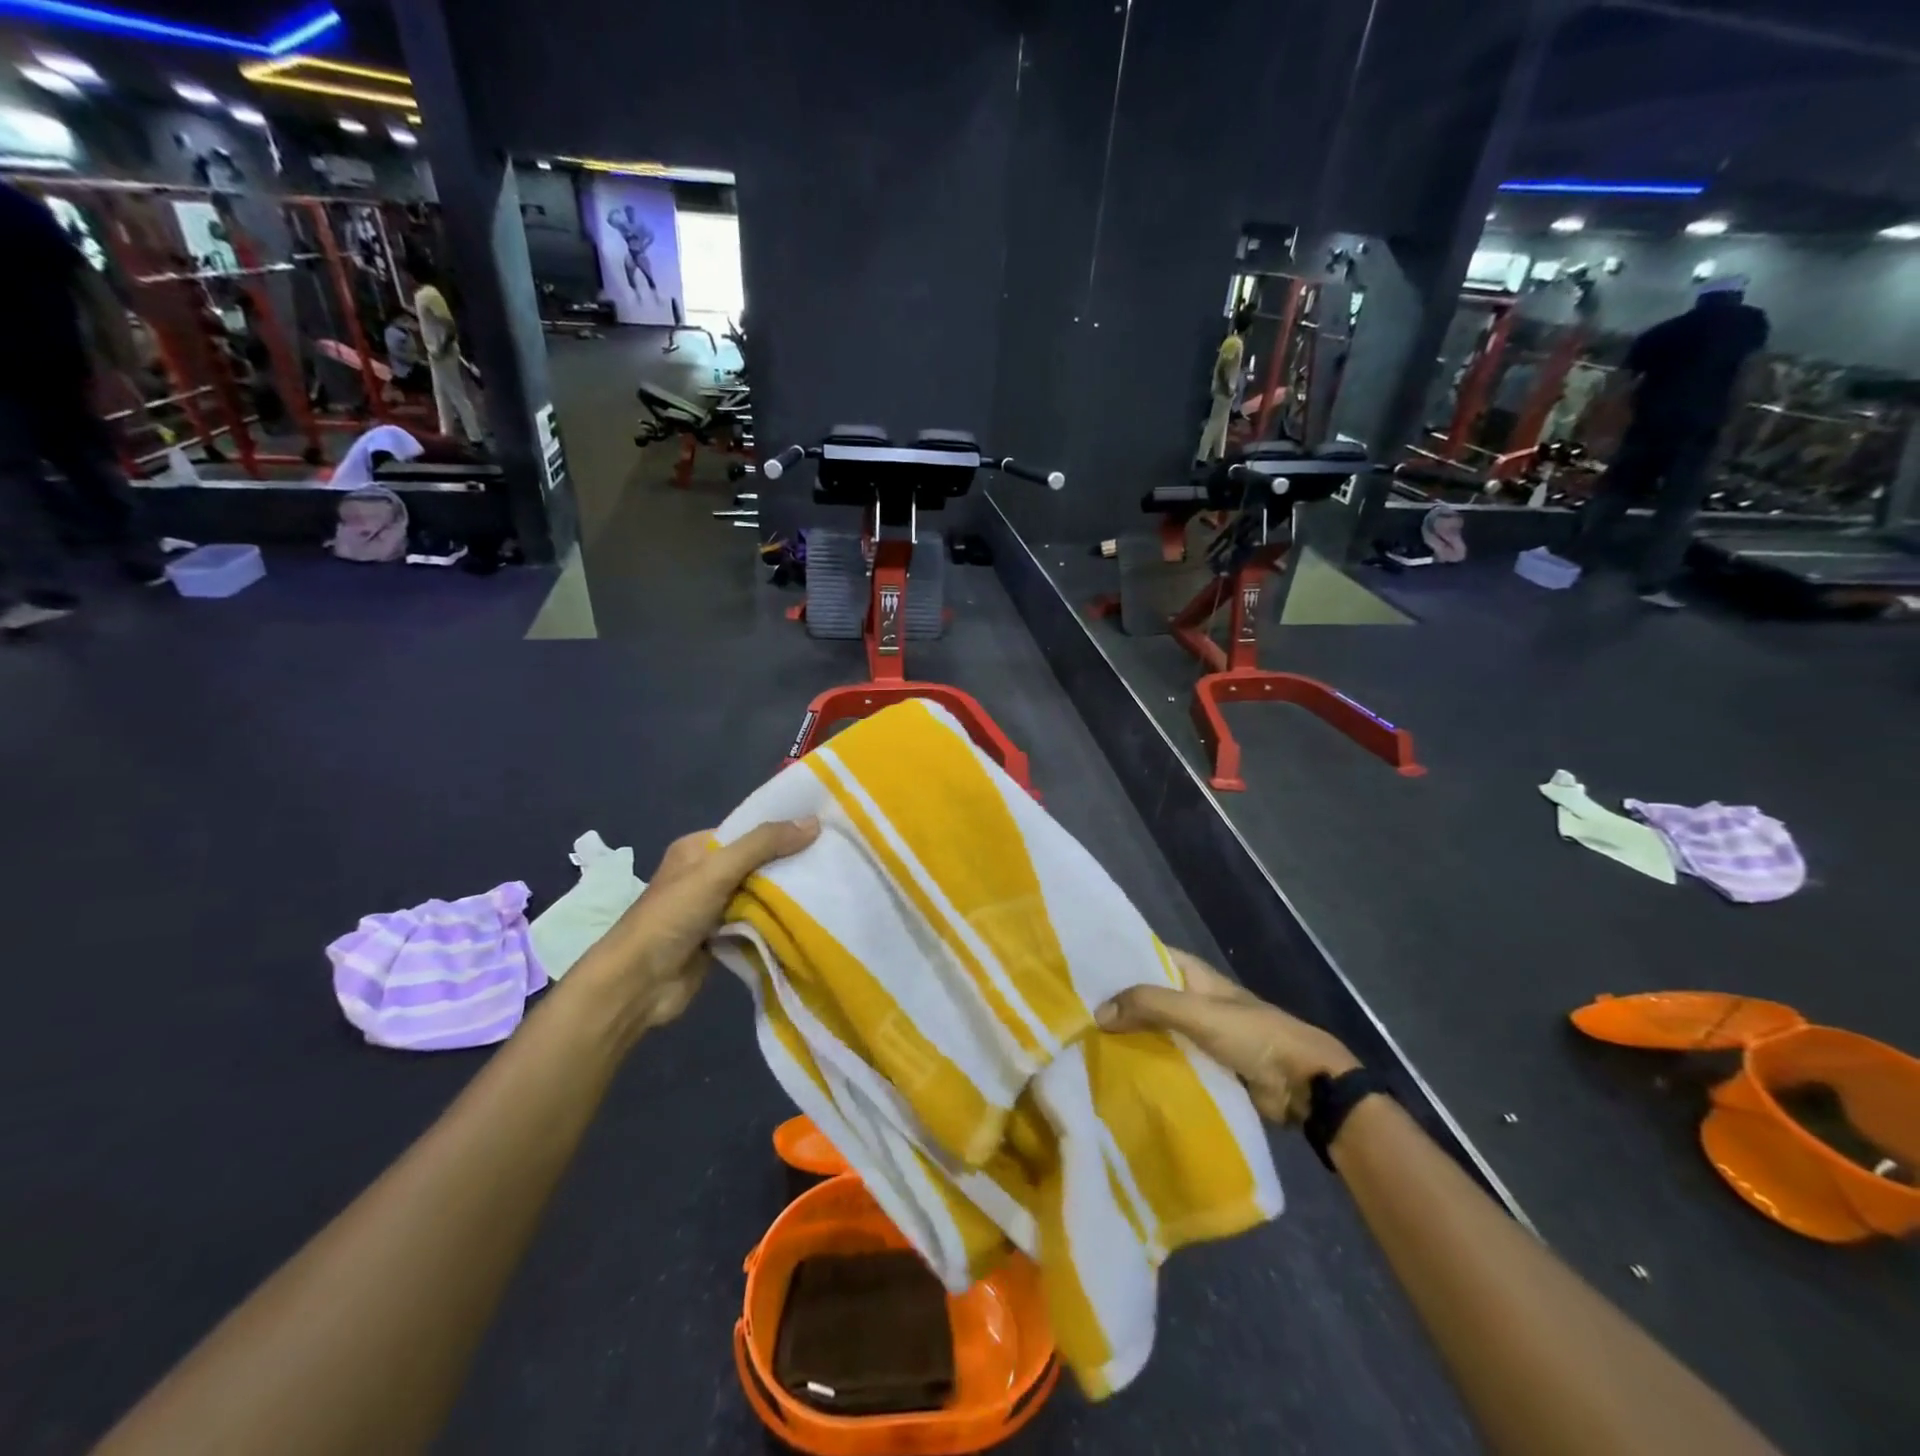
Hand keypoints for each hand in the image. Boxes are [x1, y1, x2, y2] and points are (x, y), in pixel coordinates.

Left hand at [566, 818, 819, 1036]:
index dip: (782, 827)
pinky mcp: (722, 937)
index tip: (824, 827)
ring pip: (760, 893)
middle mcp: (706, 874)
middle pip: (757, 861)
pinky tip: (810, 916)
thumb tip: (814, 821)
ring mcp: (713, 908)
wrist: (638, 983)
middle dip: (790, 861)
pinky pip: (757, 921)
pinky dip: (777, 920)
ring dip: (786, 893)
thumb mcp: (718, 870)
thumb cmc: (672, 916)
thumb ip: (763, 844)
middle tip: (835, 857)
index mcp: (698, 848)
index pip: (748, 829)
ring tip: (832, 883)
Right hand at [1096, 949, 1358, 1123]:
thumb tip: (1097, 1014)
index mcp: (1192, 974)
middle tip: (1068, 1012)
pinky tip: (1113, 1072)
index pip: (1145, 955)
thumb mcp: (1198, 1013)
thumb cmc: (1253, 1035)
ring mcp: (1196, 1033)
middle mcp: (1190, 998)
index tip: (1076, 968)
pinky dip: (1143, 1063)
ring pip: (1151, 1030)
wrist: (1304, 1086)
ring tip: (1080, 1043)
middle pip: (1144, 996)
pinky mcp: (1201, 1066)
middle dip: (1114, 1003)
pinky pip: (1164, 1059)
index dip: (1115, 959)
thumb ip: (1149, 1006)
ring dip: (1126, 1036)